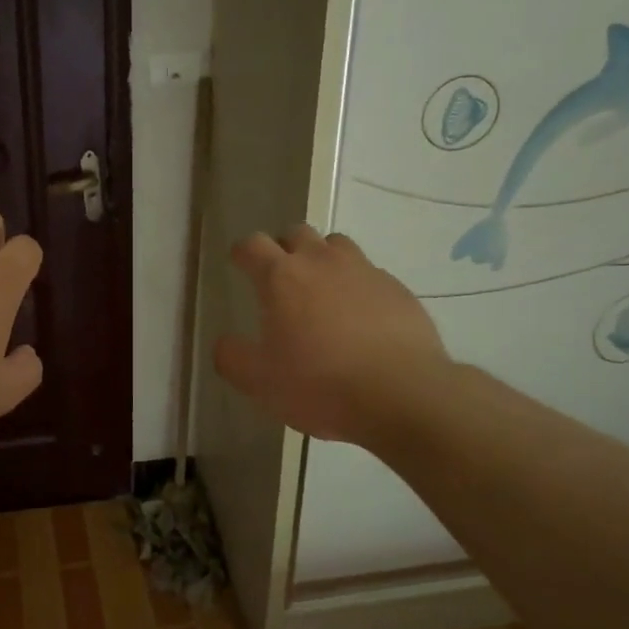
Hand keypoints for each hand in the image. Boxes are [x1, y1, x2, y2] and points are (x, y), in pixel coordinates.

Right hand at [213, 225, 448, 444]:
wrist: (402, 394)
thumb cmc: (319, 385)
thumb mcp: (259, 381)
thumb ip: (232, 357)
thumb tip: (226, 342)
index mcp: (282, 277)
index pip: (252, 244)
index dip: (242, 252)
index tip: (239, 264)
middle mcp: (322, 262)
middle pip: (297, 233)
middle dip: (283, 248)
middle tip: (280, 277)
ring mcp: (364, 271)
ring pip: (337, 245)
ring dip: (323, 259)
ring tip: (321, 292)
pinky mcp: (398, 289)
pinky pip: (370, 274)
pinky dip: (357, 286)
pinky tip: (360, 318)